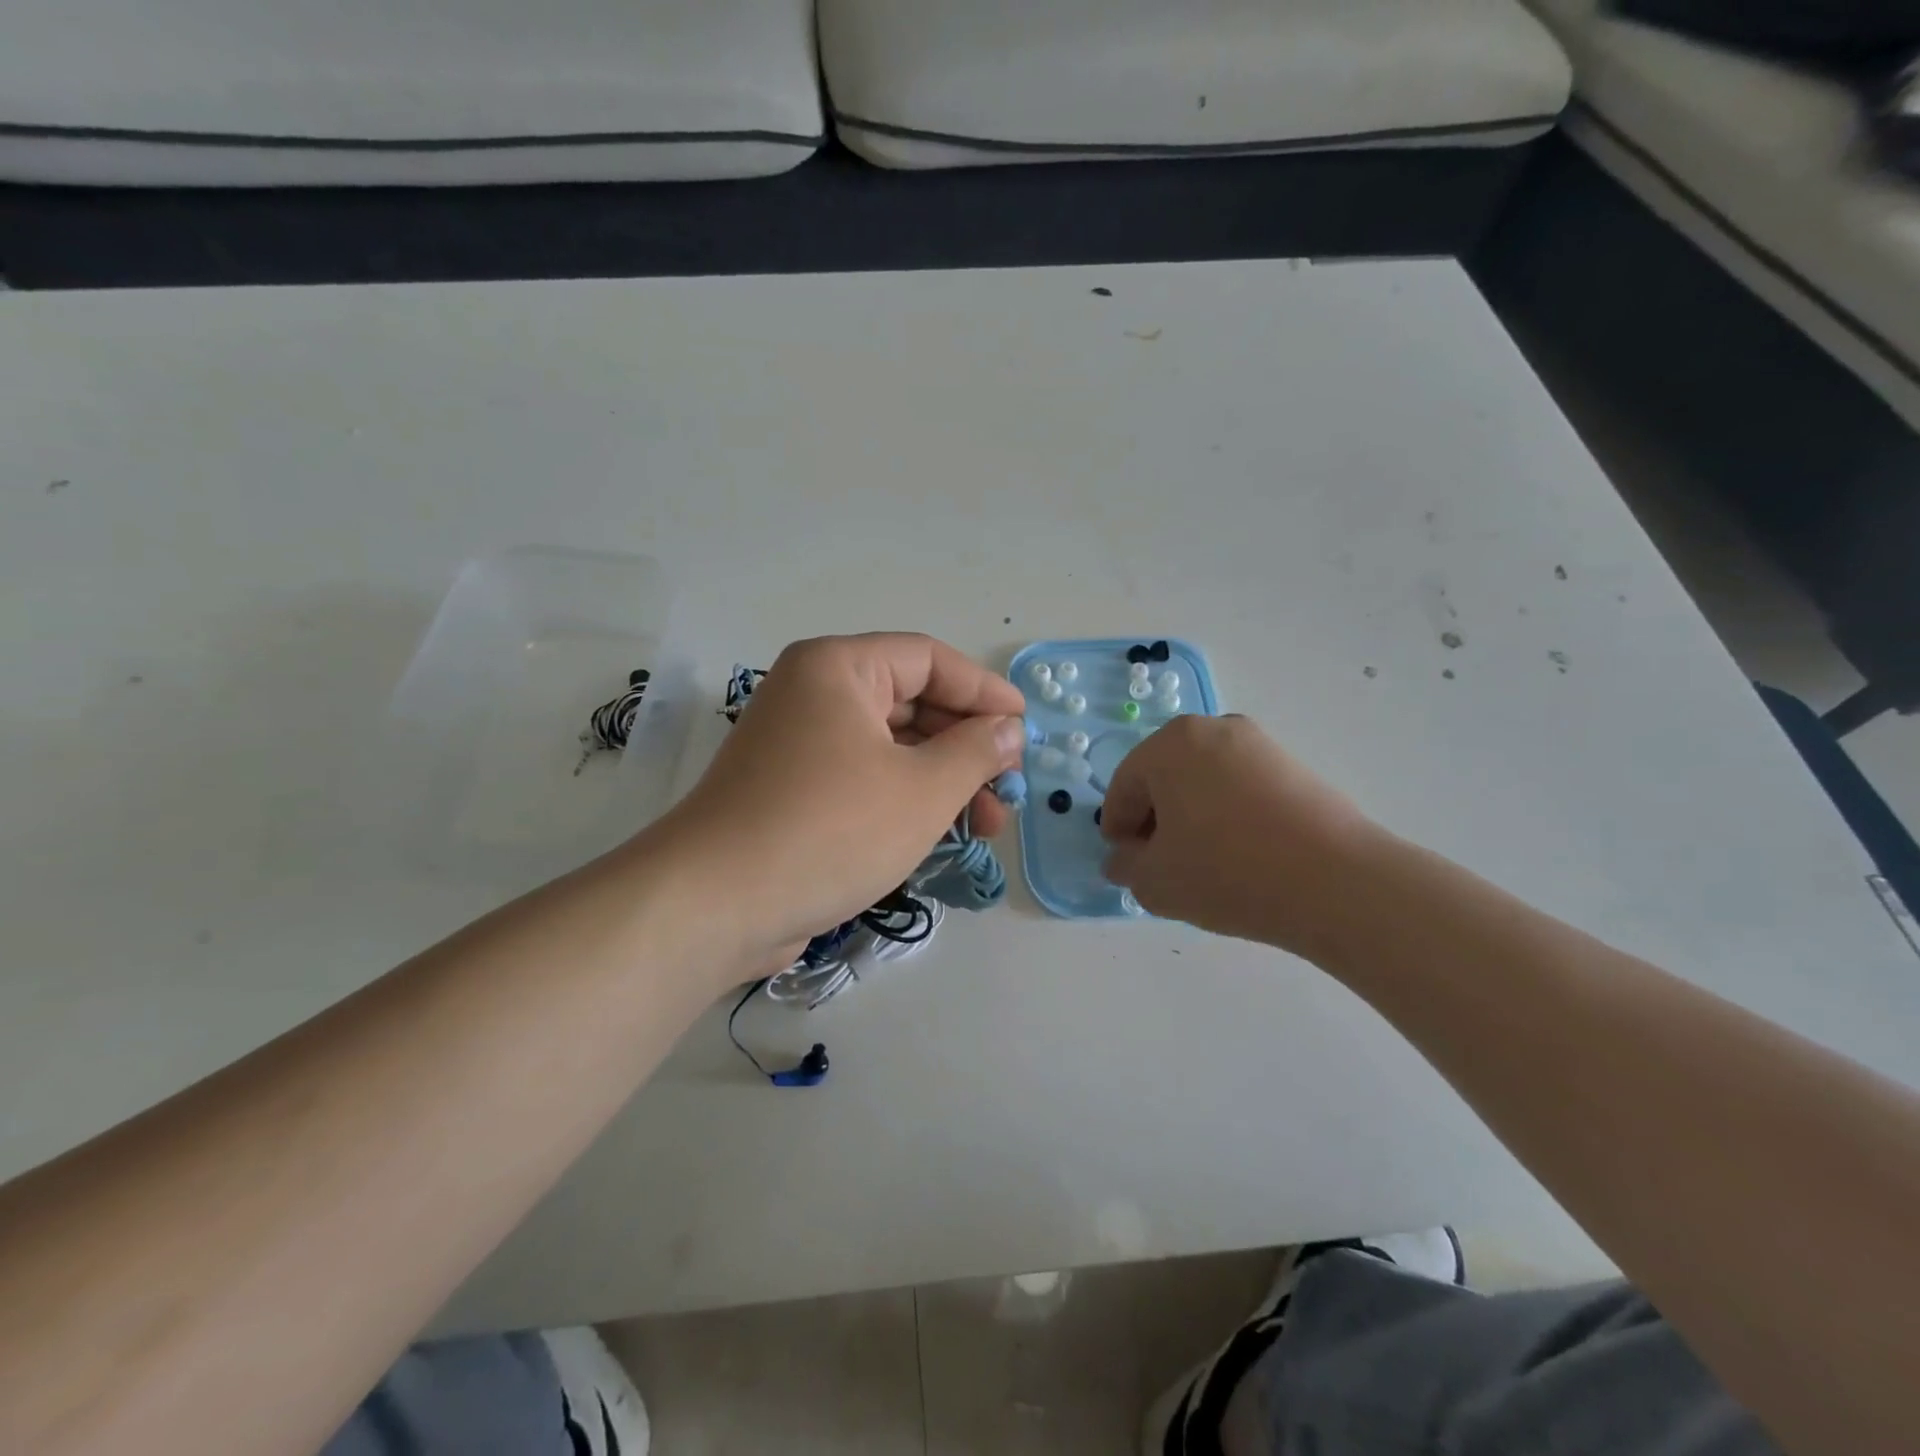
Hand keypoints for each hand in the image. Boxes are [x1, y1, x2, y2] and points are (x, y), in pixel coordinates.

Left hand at [651, 634, 1025, 970]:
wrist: (717, 905)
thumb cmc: (831, 830)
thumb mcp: (922, 790)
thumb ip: (975, 752)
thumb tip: (1008, 730)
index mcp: (838, 668)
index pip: (928, 660)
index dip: (984, 691)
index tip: (1025, 728)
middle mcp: (814, 694)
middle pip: (911, 703)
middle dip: (966, 746)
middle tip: (1010, 787)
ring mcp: (799, 744)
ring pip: (890, 747)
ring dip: (942, 780)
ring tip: (987, 826)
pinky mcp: (792, 790)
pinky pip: (864, 778)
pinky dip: (904, 799)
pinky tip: (940, 834)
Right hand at [1099, 714, 1380, 954]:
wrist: (1334, 881)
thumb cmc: (1226, 871)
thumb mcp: (1155, 881)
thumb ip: (1126, 867)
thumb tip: (1124, 860)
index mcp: (1170, 744)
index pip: (1126, 786)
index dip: (1118, 827)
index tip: (1125, 862)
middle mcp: (1212, 729)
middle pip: (1165, 777)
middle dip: (1155, 819)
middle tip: (1160, 862)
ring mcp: (1258, 744)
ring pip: (1204, 781)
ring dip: (1192, 816)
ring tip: (1202, 862)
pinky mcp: (1293, 766)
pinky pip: (1240, 788)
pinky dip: (1228, 814)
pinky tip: (1239, 854)